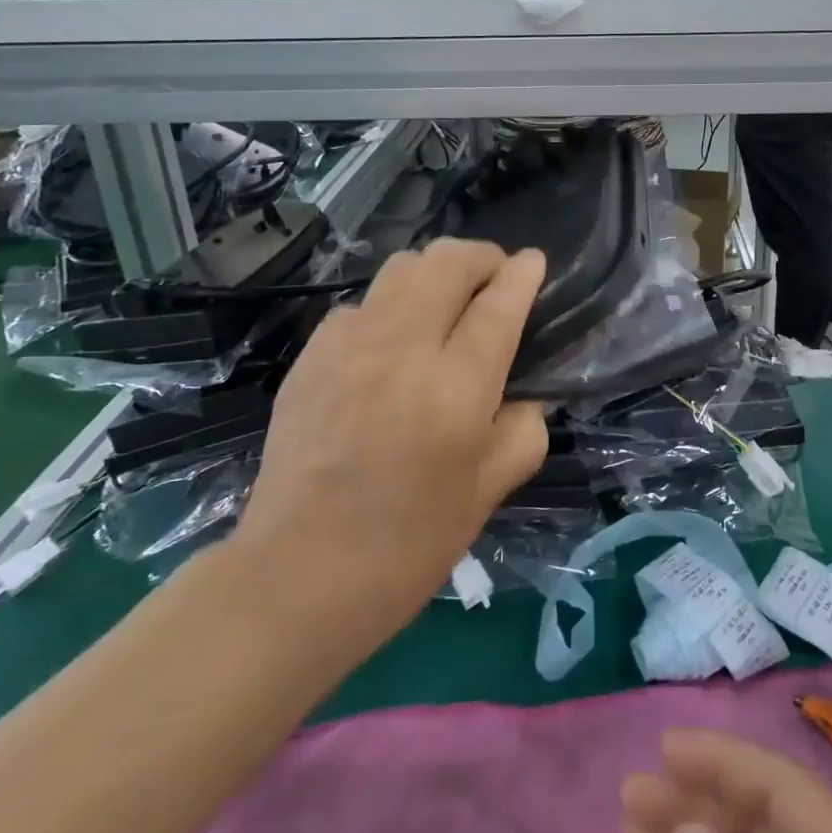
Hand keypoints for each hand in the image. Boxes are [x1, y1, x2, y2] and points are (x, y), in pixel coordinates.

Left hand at [233, 239, 548, 633]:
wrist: (297, 576)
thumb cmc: (408, 545)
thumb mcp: (489, 493)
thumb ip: (523, 430)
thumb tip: (523, 394)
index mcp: (455, 389)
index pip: (499, 303)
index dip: (523, 273)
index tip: (534, 262)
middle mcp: (402, 350)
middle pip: (447, 262)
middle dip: (482, 256)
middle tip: (495, 279)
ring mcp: (348, 347)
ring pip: (401, 268)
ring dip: (436, 272)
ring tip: (447, 301)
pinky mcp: (311, 356)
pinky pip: (362, 304)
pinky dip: (390, 307)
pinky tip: (392, 345)